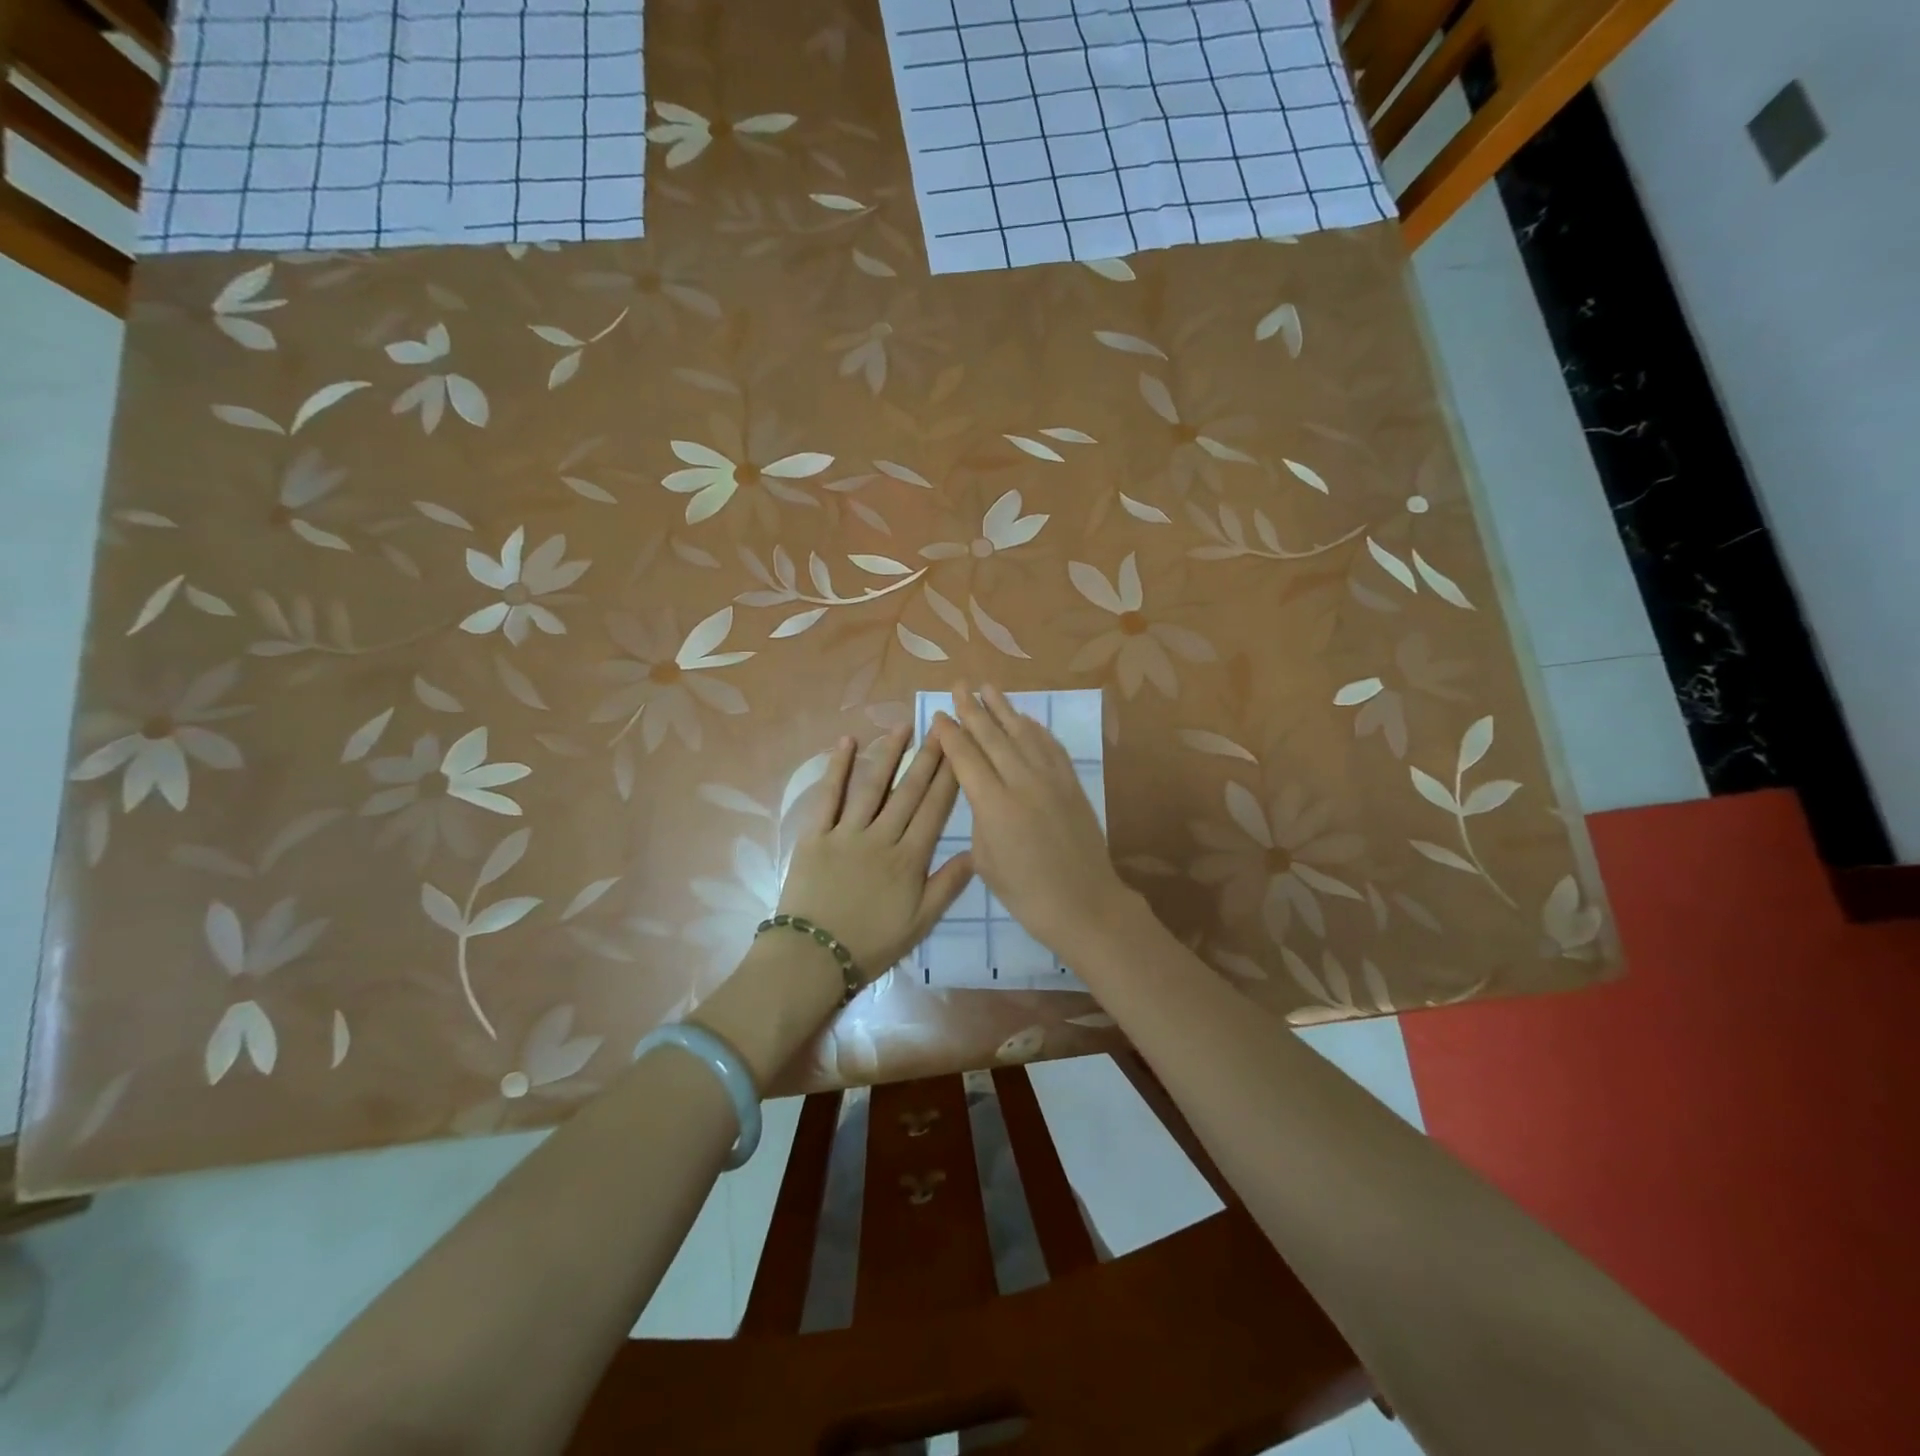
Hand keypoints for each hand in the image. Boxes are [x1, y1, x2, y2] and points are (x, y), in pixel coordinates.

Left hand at [775, 727, 974, 979]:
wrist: (813, 957)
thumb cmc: (871, 943)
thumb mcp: (920, 923)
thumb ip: (948, 885)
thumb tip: (976, 851)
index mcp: (909, 859)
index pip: (934, 810)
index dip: (949, 779)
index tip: (960, 751)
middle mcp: (881, 837)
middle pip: (908, 792)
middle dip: (927, 758)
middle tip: (940, 728)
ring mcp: (846, 832)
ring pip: (872, 786)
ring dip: (889, 754)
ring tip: (903, 726)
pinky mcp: (815, 834)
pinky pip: (828, 796)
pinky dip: (837, 768)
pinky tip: (847, 742)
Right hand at [931, 682, 1139, 957]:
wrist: (1084, 903)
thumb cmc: (1025, 893)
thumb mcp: (986, 860)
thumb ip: (979, 818)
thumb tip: (980, 791)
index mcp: (994, 805)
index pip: (966, 758)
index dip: (950, 734)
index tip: (938, 714)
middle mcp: (1022, 782)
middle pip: (992, 737)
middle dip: (973, 709)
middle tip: (959, 685)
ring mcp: (1051, 779)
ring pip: (1023, 733)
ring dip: (1004, 708)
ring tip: (988, 687)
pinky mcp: (1072, 783)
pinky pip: (1050, 746)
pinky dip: (1035, 728)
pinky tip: (1026, 719)